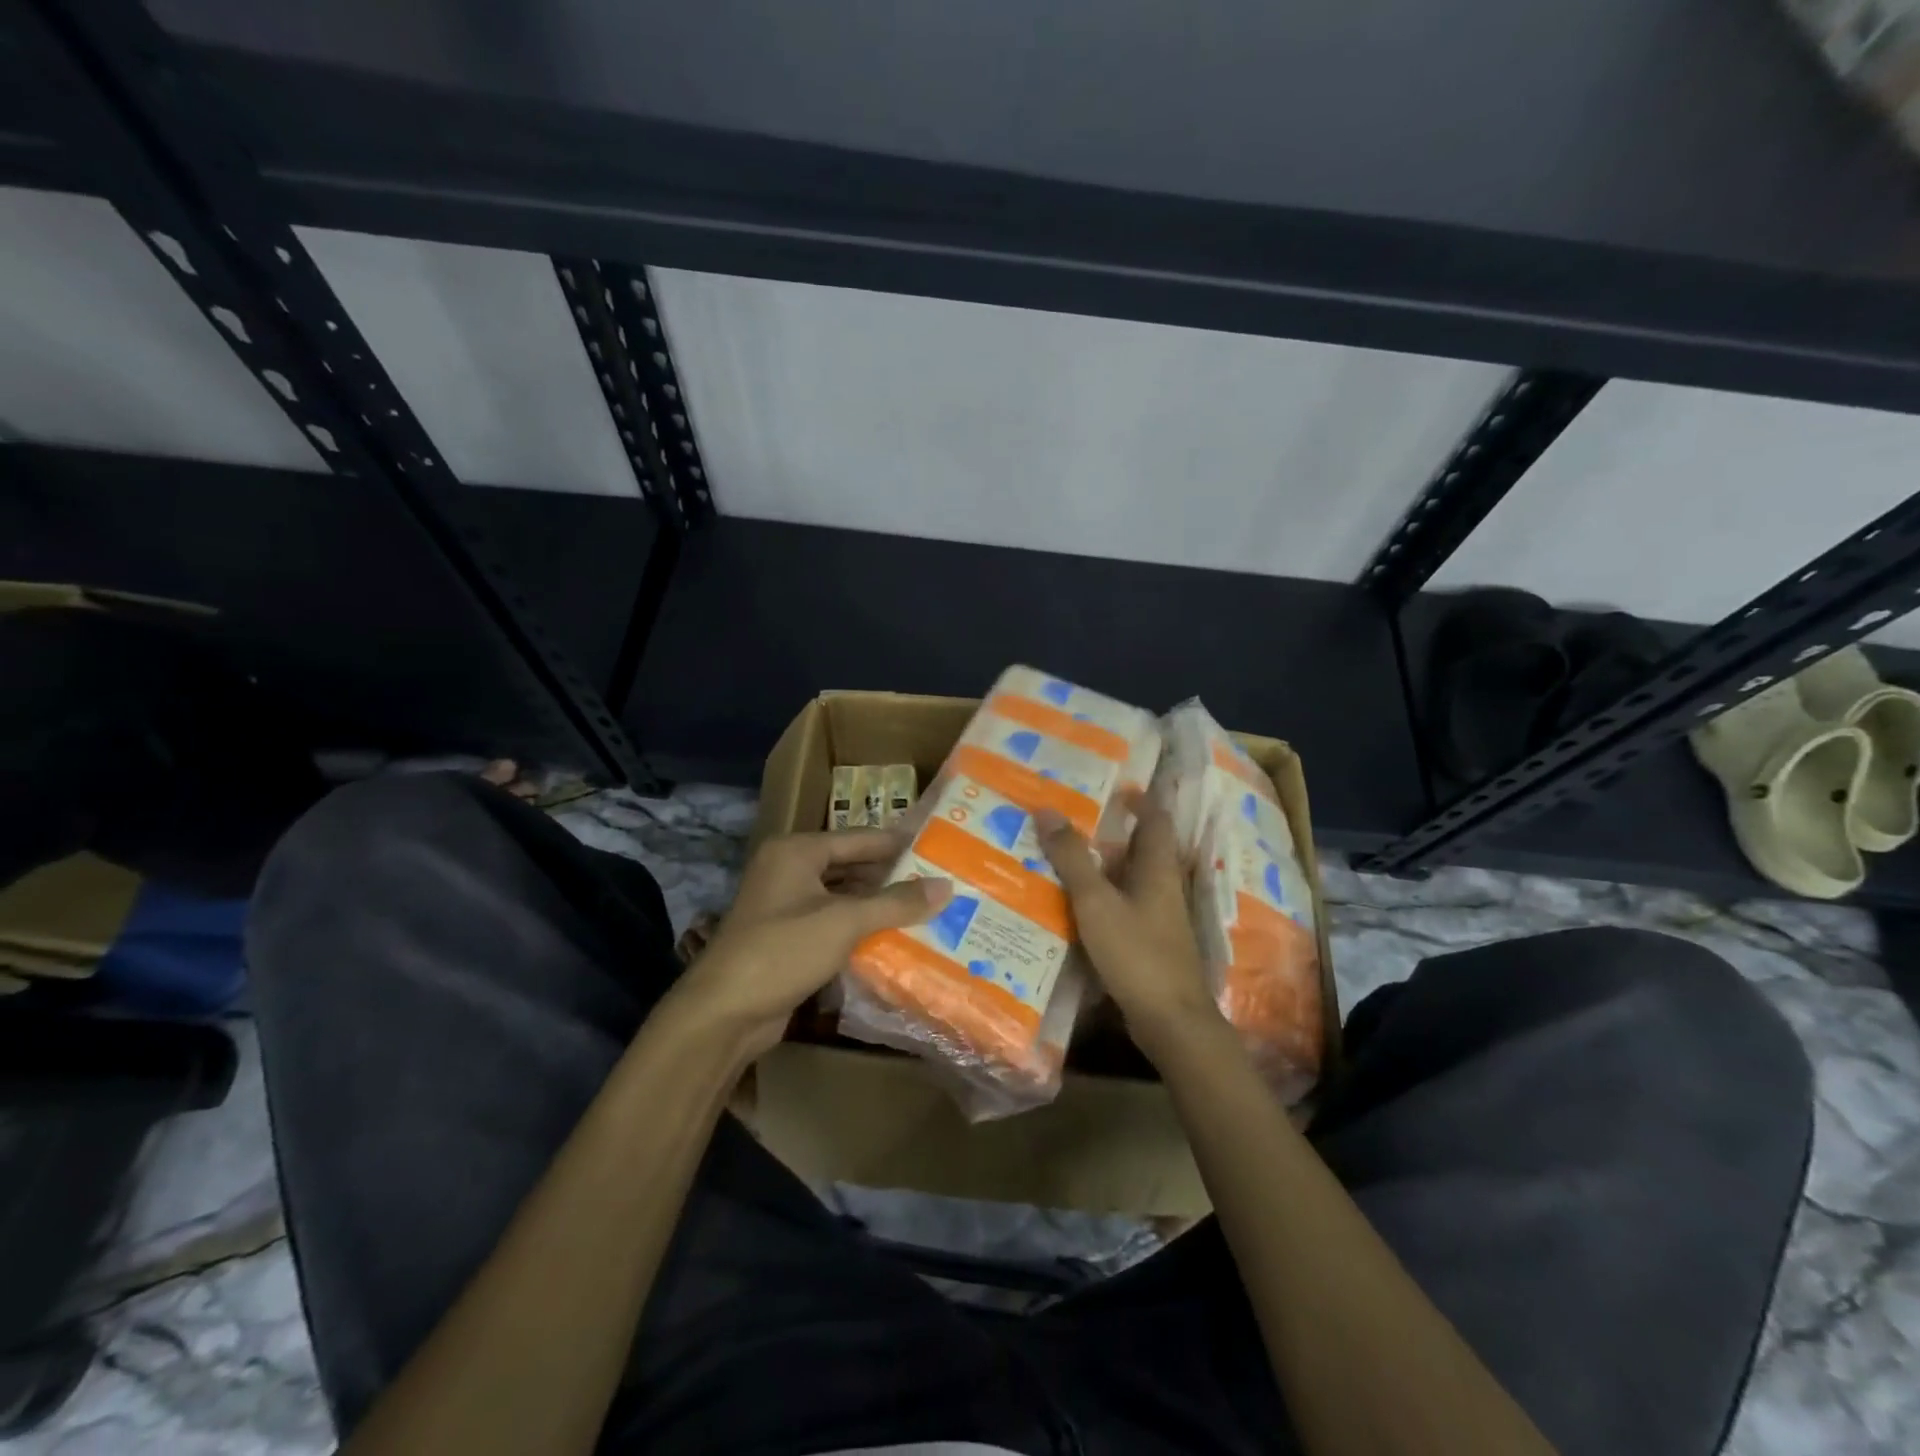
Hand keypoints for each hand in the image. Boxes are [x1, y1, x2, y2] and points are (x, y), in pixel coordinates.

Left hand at [672, 830, 951, 1057]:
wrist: (724, 1013)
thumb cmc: (783, 950)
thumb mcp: (845, 922)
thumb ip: (896, 902)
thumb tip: (946, 887)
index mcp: (796, 851)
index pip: (858, 838)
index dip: (897, 843)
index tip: (937, 847)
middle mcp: (788, 870)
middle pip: (850, 866)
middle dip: (891, 876)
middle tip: (938, 880)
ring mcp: (785, 906)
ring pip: (842, 897)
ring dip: (877, 904)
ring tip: (925, 908)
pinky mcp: (787, 939)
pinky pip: (832, 924)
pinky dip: (860, 928)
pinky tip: (894, 938)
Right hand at [1036, 798, 1223, 1064]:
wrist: (1170, 1021)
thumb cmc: (1137, 953)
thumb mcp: (1096, 902)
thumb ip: (1072, 858)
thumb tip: (1047, 810)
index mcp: (1158, 869)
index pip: (1155, 820)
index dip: (1139, 800)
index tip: (1110, 787)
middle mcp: (1164, 888)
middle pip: (1141, 849)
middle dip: (1111, 832)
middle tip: (1071, 819)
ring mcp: (1159, 918)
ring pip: (1130, 880)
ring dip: (1102, 867)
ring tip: (1062, 856)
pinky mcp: (1149, 944)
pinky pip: (1123, 908)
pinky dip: (1101, 899)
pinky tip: (1073, 905)